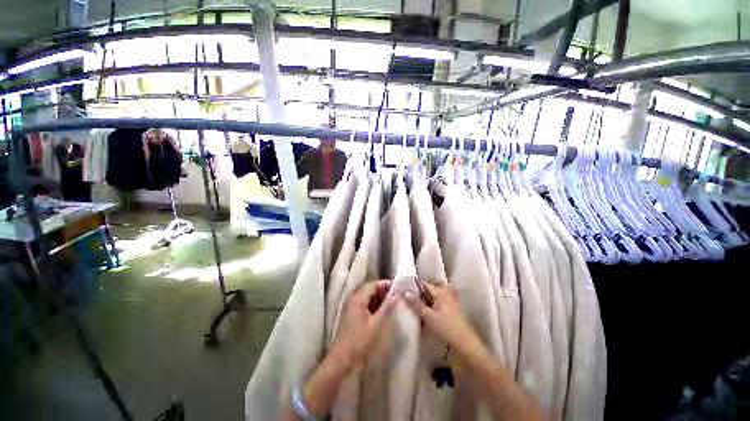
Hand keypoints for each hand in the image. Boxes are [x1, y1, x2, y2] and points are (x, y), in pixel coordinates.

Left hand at [333, 280, 399, 369]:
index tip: (397, 288)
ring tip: (392, 304)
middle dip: (383, 291)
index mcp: (358, 298)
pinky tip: (382, 311)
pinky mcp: (353, 313)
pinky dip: (374, 304)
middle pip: (370, 288)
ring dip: (379, 298)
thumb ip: (387, 307)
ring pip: (368, 296)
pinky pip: (365, 303)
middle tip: (396, 297)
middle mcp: (354, 298)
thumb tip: (396, 294)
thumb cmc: (360, 341)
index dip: (385, 284)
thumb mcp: (376, 324)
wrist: (343, 359)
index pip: (373, 284)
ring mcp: (352, 306)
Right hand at [404, 282, 480, 358]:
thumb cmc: (445, 328)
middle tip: (409, 301)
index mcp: (441, 290)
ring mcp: (450, 299)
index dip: (413, 287)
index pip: (423, 283)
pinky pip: (438, 302)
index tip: (403, 291)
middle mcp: (446, 291)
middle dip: (419, 295)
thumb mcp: (427, 316)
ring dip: (424, 301)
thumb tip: (405, 292)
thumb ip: (415, 303)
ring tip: (416, 309)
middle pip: (428, 289)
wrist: (464, 344)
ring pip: (432, 296)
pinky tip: (426, 315)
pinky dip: (431, 306)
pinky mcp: (452, 307)